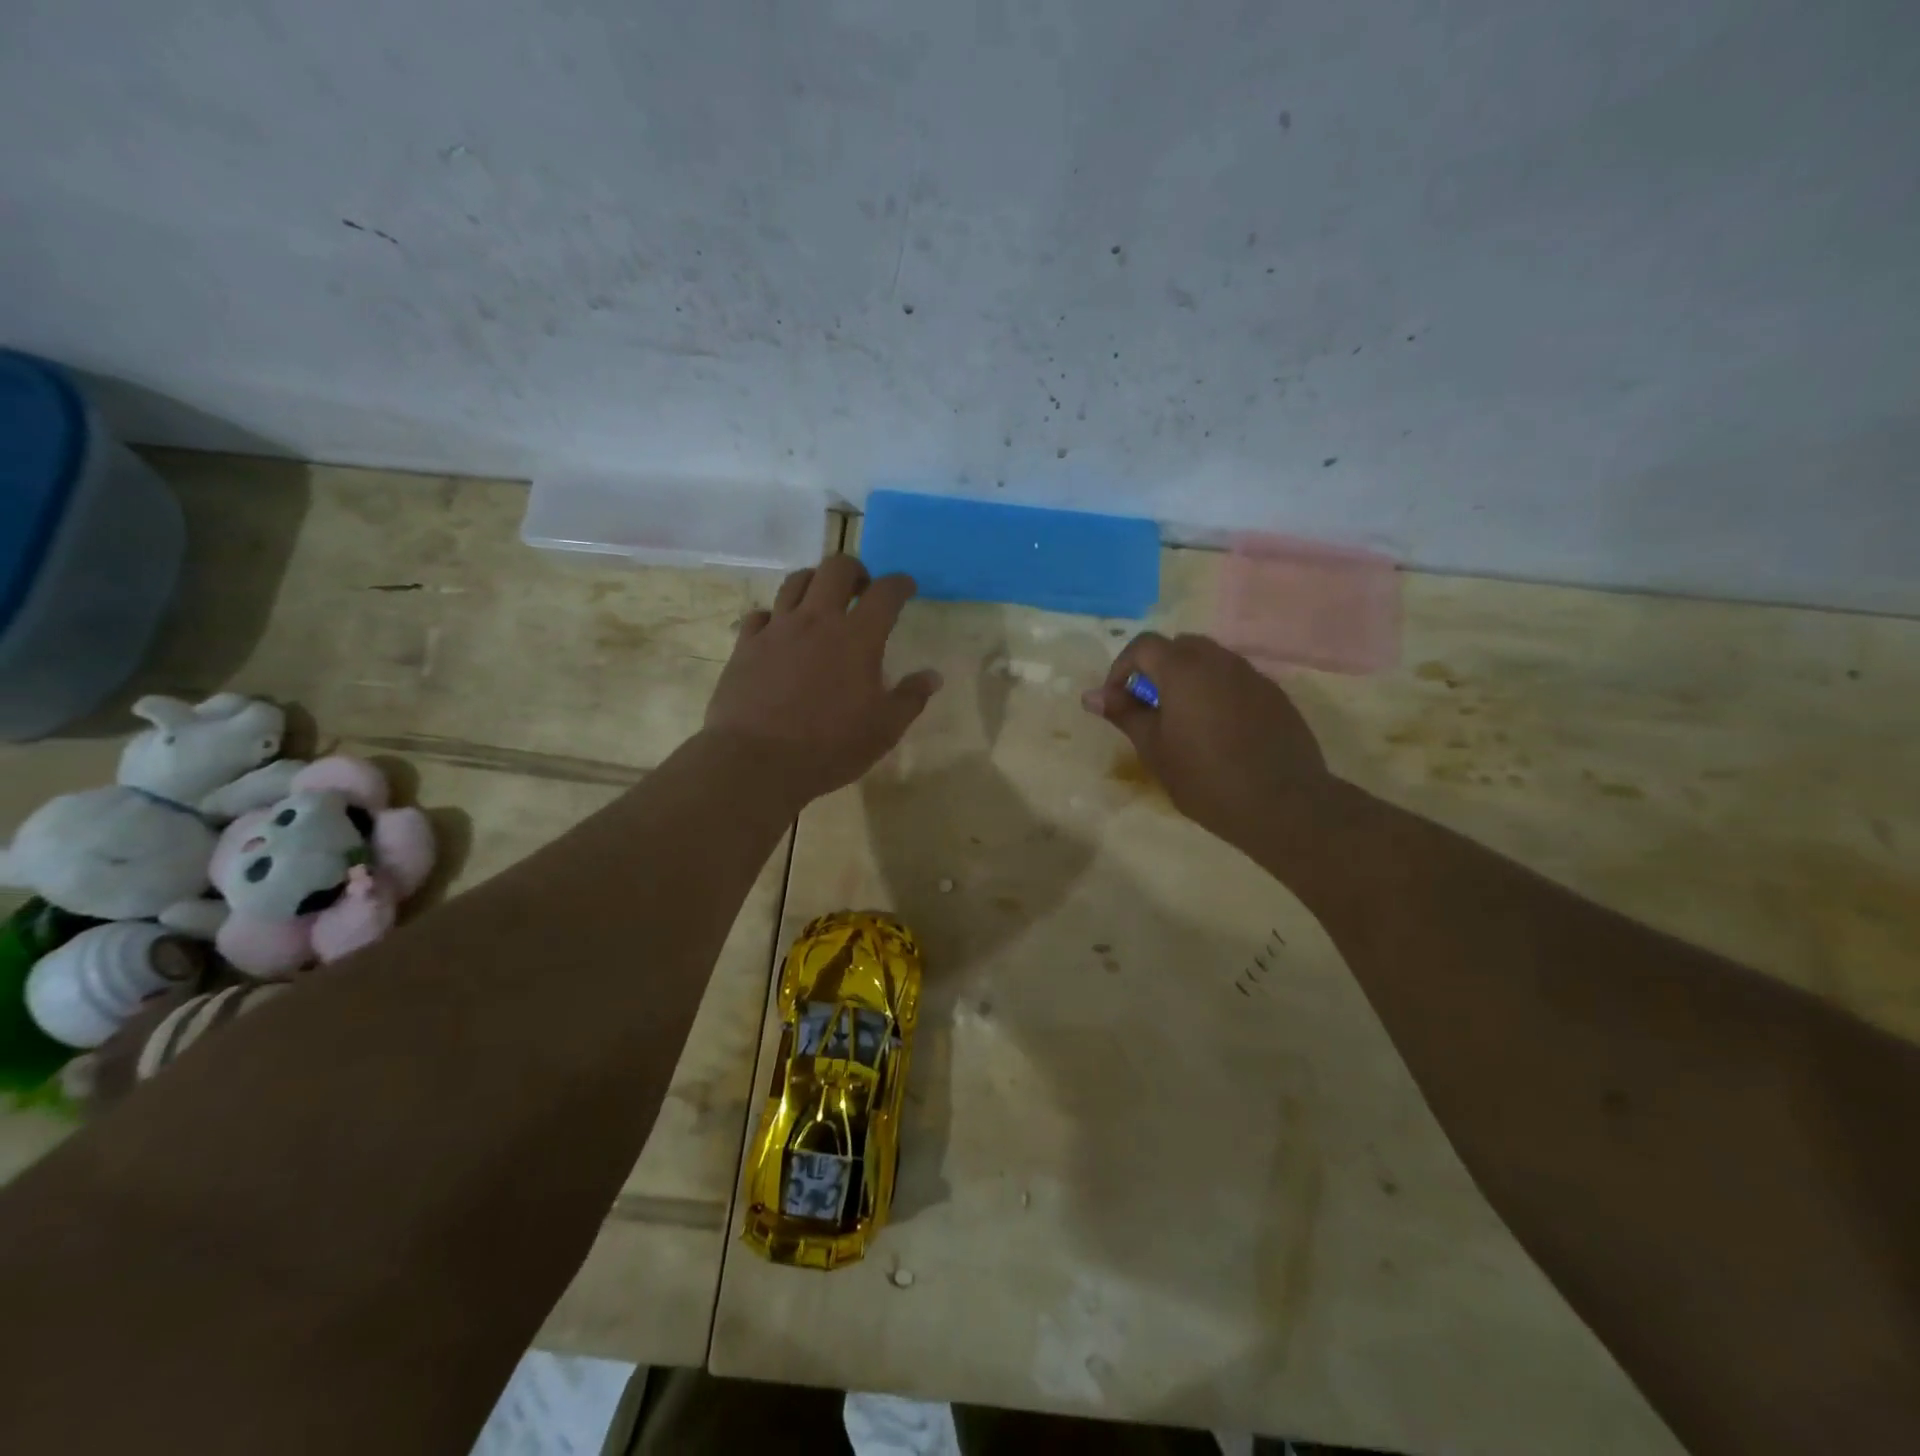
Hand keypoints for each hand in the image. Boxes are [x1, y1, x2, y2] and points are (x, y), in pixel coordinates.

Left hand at [703, 554, 942, 802]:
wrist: (757, 761)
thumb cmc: (829, 747)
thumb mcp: (884, 730)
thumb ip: (910, 698)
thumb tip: (932, 676)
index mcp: (858, 638)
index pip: (886, 592)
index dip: (900, 583)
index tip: (906, 587)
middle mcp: (817, 620)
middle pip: (837, 568)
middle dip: (855, 570)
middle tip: (862, 590)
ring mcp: (777, 629)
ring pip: (796, 581)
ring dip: (815, 582)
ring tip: (822, 602)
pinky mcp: (746, 645)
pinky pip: (761, 614)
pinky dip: (775, 615)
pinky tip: (780, 631)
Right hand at [1081, 632, 1329, 847]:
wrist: (1282, 804)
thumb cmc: (1206, 778)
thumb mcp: (1154, 749)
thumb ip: (1124, 714)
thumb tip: (1091, 695)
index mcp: (1184, 669)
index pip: (1143, 646)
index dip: (1122, 668)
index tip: (1118, 701)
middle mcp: (1219, 660)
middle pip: (1179, 646)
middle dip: (1156, 669)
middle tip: (1148, 707)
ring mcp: (1252, 675)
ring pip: (1211, 660)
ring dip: (1188, 679)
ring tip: (1182, 720)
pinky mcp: (1275, 695)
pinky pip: (1236, 680)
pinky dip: (1217, 692)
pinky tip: (1219, 731)